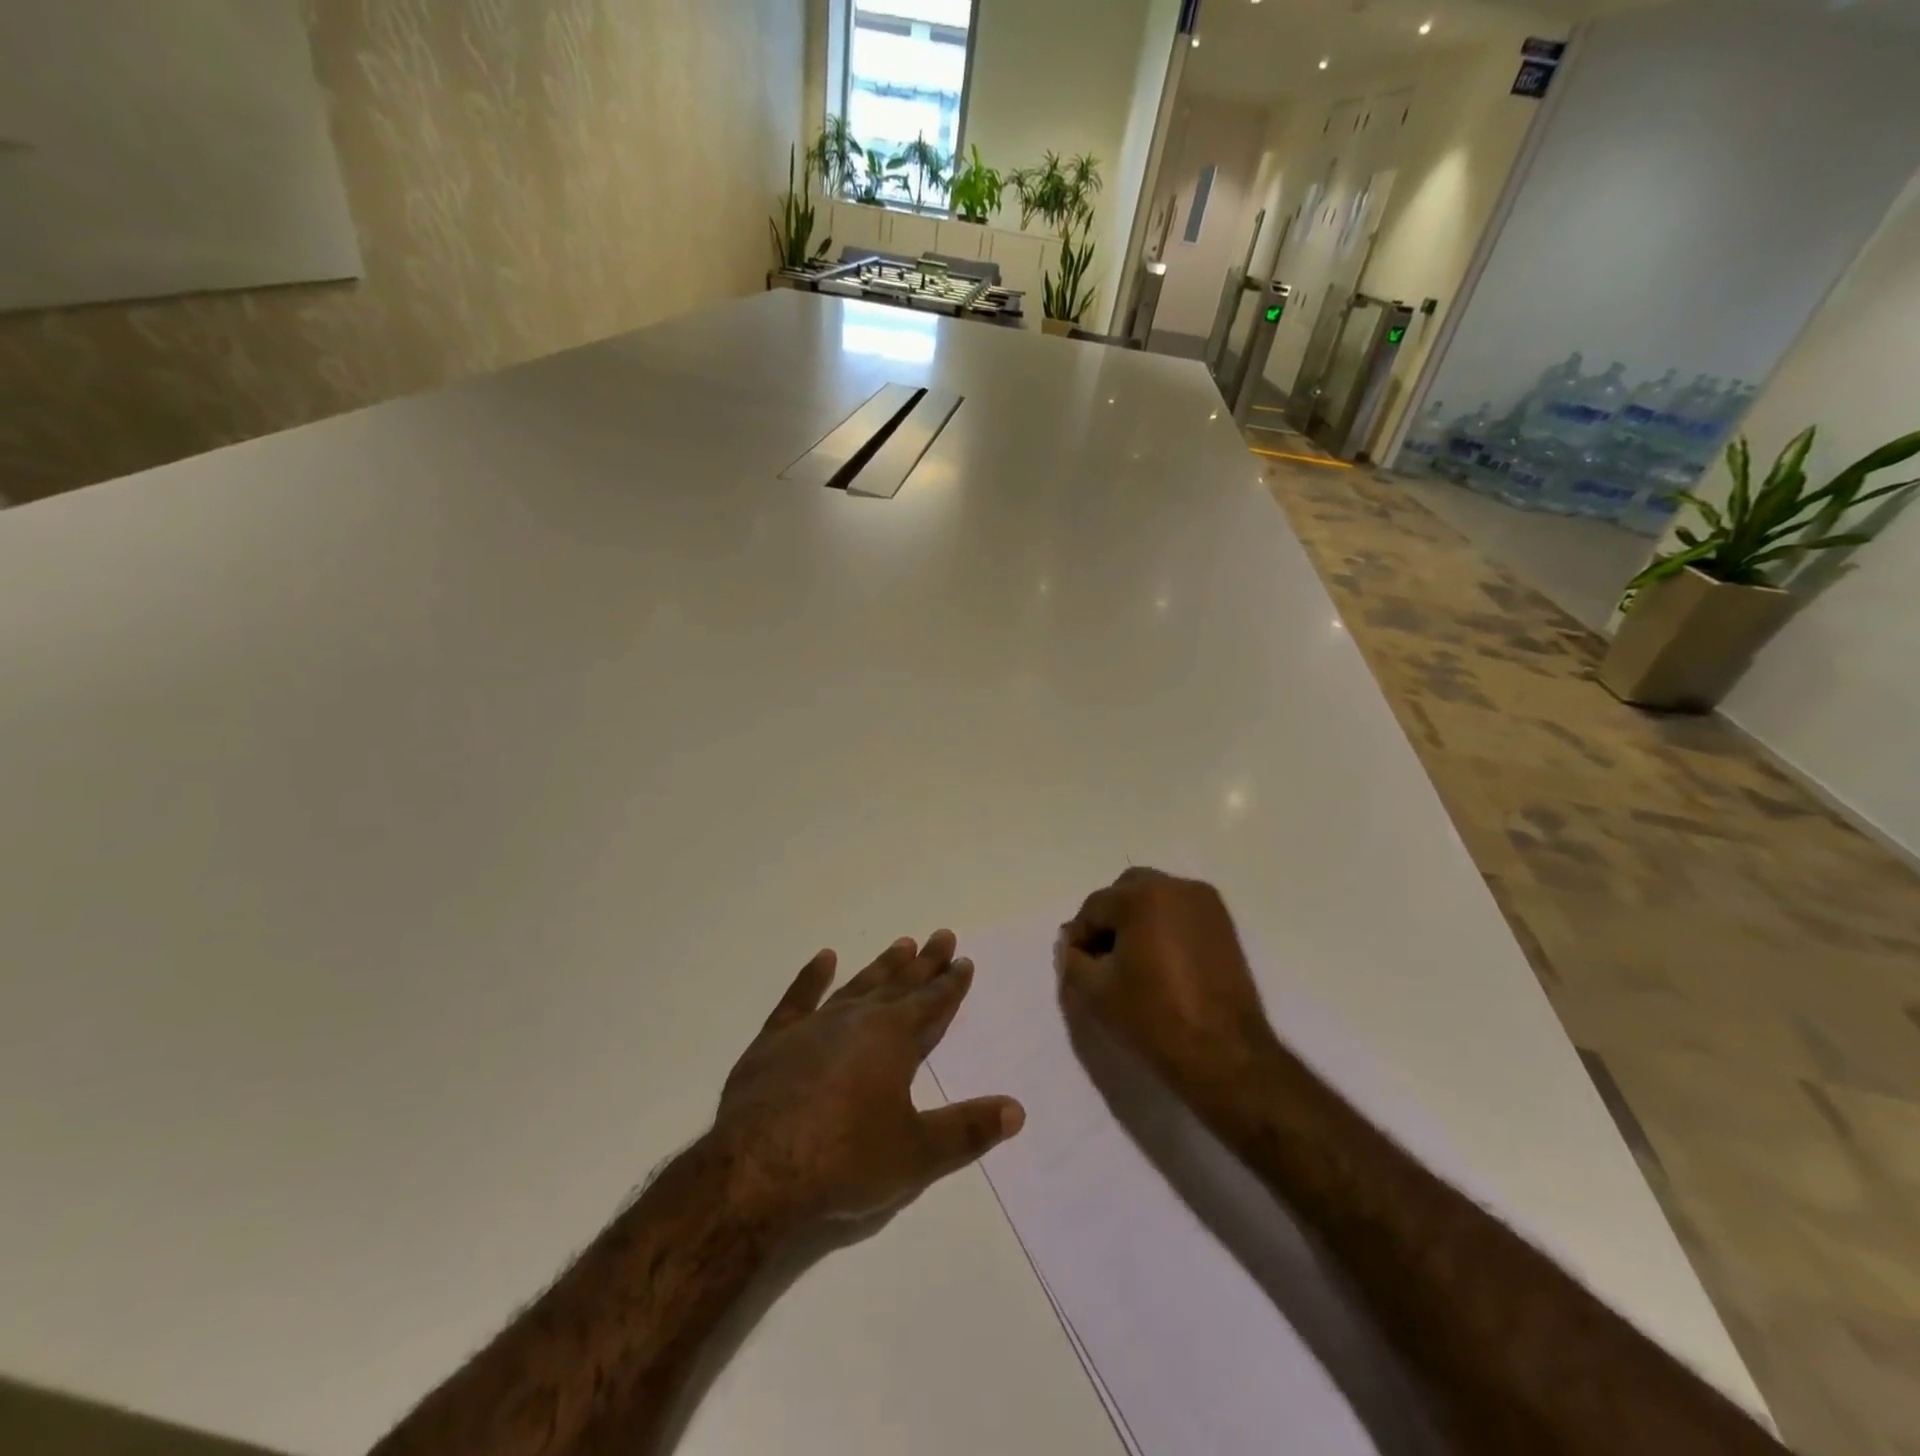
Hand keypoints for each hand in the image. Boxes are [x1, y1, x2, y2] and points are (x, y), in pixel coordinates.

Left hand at [715, 930, 1023, 1225]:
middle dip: (924, 963)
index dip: (951, 983)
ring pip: (857, 985)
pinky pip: (798, 998)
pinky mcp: (775, 1039)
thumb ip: (967, 1130)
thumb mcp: (916, 1154)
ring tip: (901, 943)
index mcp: (893, 1040)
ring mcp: (813, 1025)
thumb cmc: (844, 1161)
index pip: (932, 1003)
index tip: (964, 960)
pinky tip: (824, 958)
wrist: (756, 1170)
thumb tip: (1017, 1110)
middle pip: (899, 984)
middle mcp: (858, 1020)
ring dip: (881, 966)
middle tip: (941, 935)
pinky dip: (812, 977)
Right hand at [1057, 868, 1281, 1091]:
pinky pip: (1180, 913)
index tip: (1076, 965)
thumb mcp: (1094, 991)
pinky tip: (1159, 963)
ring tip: (1131, 961)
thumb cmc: (1153, 1017)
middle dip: (1109, 919)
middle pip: (1126, 892)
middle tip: (1102, 957)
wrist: (1224, 1055)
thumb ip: (1073, 959)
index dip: (1080, 937)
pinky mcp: (1224, 925)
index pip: (1094, 907)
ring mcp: (1205, 904)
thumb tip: (1074, 945)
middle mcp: (1176, 887)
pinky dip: (1163, 927)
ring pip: (1155, 899)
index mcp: (1142, 896)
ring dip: (1137, 921)